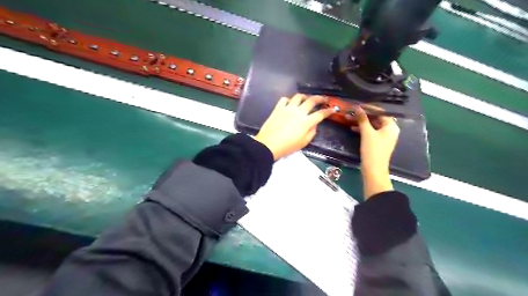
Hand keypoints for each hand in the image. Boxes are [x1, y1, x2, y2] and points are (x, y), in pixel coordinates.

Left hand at [255, 93, 332, 159]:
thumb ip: (312, 132)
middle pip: (312, 100)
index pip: (321, 114)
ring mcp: (288, 108)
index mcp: (306, 122)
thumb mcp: (303, 143)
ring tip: (306, 99)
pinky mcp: (278, 108)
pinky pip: (284, 99)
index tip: (333, 109)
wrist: (268, 145)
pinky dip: (289, 100)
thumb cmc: (287, 146)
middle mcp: (298, 112)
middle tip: (323, 99)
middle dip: (320, 98)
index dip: (328, 111)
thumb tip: (314, 124)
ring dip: (305, 97)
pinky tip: (290, 104)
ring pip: (298, 96)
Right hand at [347, 106, 400, 198]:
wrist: (373, 170)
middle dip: (363, 115)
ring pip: (371, 125)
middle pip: (376, 118)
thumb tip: (357, 107)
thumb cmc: (373, 150)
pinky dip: (362, 129)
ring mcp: (383, 137)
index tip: (357, 104)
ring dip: (360, 122)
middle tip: (351, 111)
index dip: (368, 107)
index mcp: (391, 126)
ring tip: (348, 118)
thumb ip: (362, 119)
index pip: (380, 112)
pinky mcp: (377, 142)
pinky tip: (352, 128)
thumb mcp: (367, 133)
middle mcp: (389, 130)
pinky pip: (370, 132)